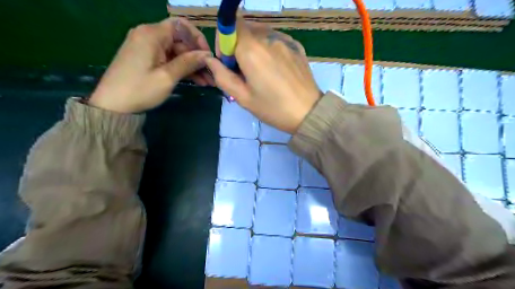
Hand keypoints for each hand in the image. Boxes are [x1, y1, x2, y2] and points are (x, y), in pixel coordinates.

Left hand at [90, 17, 213, 112]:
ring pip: (176, 52)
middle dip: (197, 57)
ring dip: (192, 66)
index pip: (181, 26)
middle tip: (211, 75)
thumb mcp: (167, 77)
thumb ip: (188, 62)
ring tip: (207, 82)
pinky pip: (168, 59)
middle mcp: (148, 35)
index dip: (197, 38)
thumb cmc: (140, 89)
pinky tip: (195, 81)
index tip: (208, 55)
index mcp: (151, 34)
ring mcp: (146, 47)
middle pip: (180, 41)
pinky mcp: (146, 58)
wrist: (112, 105)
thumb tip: (207, 55)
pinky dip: (181, 68)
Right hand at [207, 19, 320, 133]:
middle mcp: (268, 38)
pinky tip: (274, 69)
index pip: (230, 26)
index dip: (223, 41)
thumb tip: (210, 61)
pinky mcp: (297, 46)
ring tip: (259, 71)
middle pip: (245, 30)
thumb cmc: (273, 108)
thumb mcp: (243, 97)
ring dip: (253, 47)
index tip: (227, 62)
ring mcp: (285, 40)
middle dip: (237, 46)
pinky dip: (268, 49)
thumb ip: (222, 76)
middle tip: (242, 71)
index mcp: (252, 50)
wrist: (308, 113)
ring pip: (261, 34)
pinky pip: (276, 40)